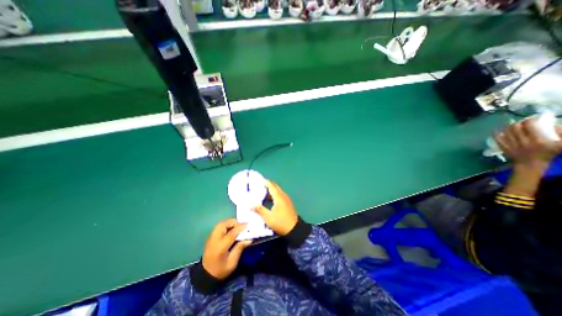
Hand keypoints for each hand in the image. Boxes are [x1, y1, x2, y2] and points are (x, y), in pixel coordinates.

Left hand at [202, 220, 252, 279]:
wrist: (205, 275)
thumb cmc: (220, 270)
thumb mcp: (232, 263)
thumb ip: (240, 248)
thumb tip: (249, 239)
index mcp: (220, 248)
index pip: (231, 234)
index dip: (240, 228)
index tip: (248, 225)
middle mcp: (214, 240)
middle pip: (223, 225)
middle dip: (234, 222)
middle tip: (242, 225)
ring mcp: (211, 237)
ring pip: (220, 224)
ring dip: (230, 222)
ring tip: (237, 226)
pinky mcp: (210, 237)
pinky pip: (219, 226)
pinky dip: (227, 225)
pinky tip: (232, 229)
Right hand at [253, 180, 297, 236]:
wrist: (295, 229)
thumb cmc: (280, 222)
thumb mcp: (268, 218)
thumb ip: (259, 210)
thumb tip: (250, 205)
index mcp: (279, 197)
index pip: (271, 185)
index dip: (265, 182)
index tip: (258, 180)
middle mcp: (283, 195)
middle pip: (275, 186)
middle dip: (268, 184)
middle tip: (259, 185)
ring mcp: (287, 199)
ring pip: (278, 190)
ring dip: (271, 189)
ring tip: (262, 191)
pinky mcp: (288, 203)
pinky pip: (280, 195)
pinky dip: (274, 194)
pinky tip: (270, 199)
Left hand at [493, 117, 561, 167]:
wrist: (530, 164)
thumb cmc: (547, 154)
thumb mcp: (561, 145)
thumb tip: (556, 125)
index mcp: (537, 140)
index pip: (530, 126)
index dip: (530, 120)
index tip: (532, 119)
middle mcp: (522, 141)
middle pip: (515, 128)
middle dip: (518, 123)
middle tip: (522, 122)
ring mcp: (511, 144)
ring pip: (506, 132)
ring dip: (508, 127)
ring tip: (513, 125)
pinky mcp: (504, 147)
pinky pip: (498, 139)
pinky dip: (498, 134)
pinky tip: (499, 131)